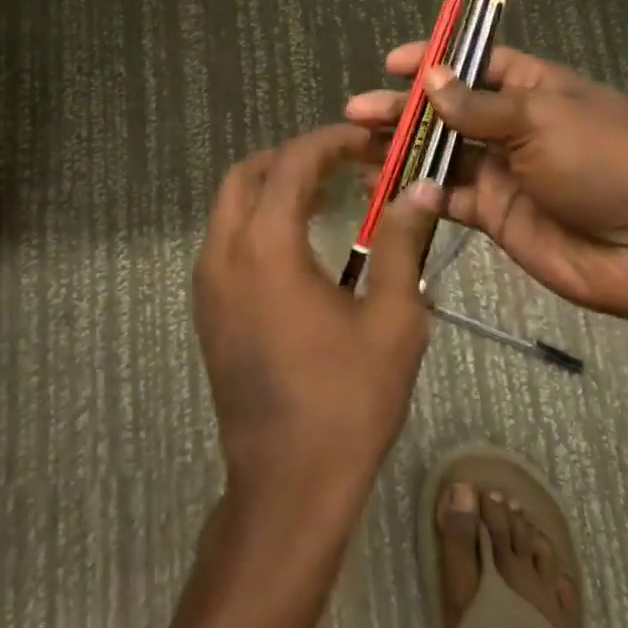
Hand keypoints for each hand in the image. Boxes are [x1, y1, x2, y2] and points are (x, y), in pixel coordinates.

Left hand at [194, 124, 439, 521]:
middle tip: (346, 166)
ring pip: (230, 206)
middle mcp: (223, 253)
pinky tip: (301, 245)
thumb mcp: (393, 320)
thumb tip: (420, 191)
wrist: (287, 485)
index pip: (292, 163)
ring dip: (274, 188)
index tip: (368, 143)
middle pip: (248, 174)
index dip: (331, 142)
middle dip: (295, 158)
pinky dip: (258, 221)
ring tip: (328, 198)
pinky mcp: (207, 309)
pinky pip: (227, 240)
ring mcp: (207, 283)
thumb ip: (402, 244)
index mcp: (266, 247)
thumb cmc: (347, 402)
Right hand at [345, 46, 627, 327]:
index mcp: (535, 88)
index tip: (392, 64)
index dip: (435, 60)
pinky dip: (418, 192)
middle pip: (448, 110)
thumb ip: (479, 106)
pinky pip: (448, 198)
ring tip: (356, 148)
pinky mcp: (494, 215)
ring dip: (401, 150)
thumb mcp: (541, 118)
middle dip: (404, 109)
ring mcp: (502, 172)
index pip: (476, 63)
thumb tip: (431, 78)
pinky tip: (384, 189)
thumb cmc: (602, 163)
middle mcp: (514, 126)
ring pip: (440, 154)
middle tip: (356, 112)